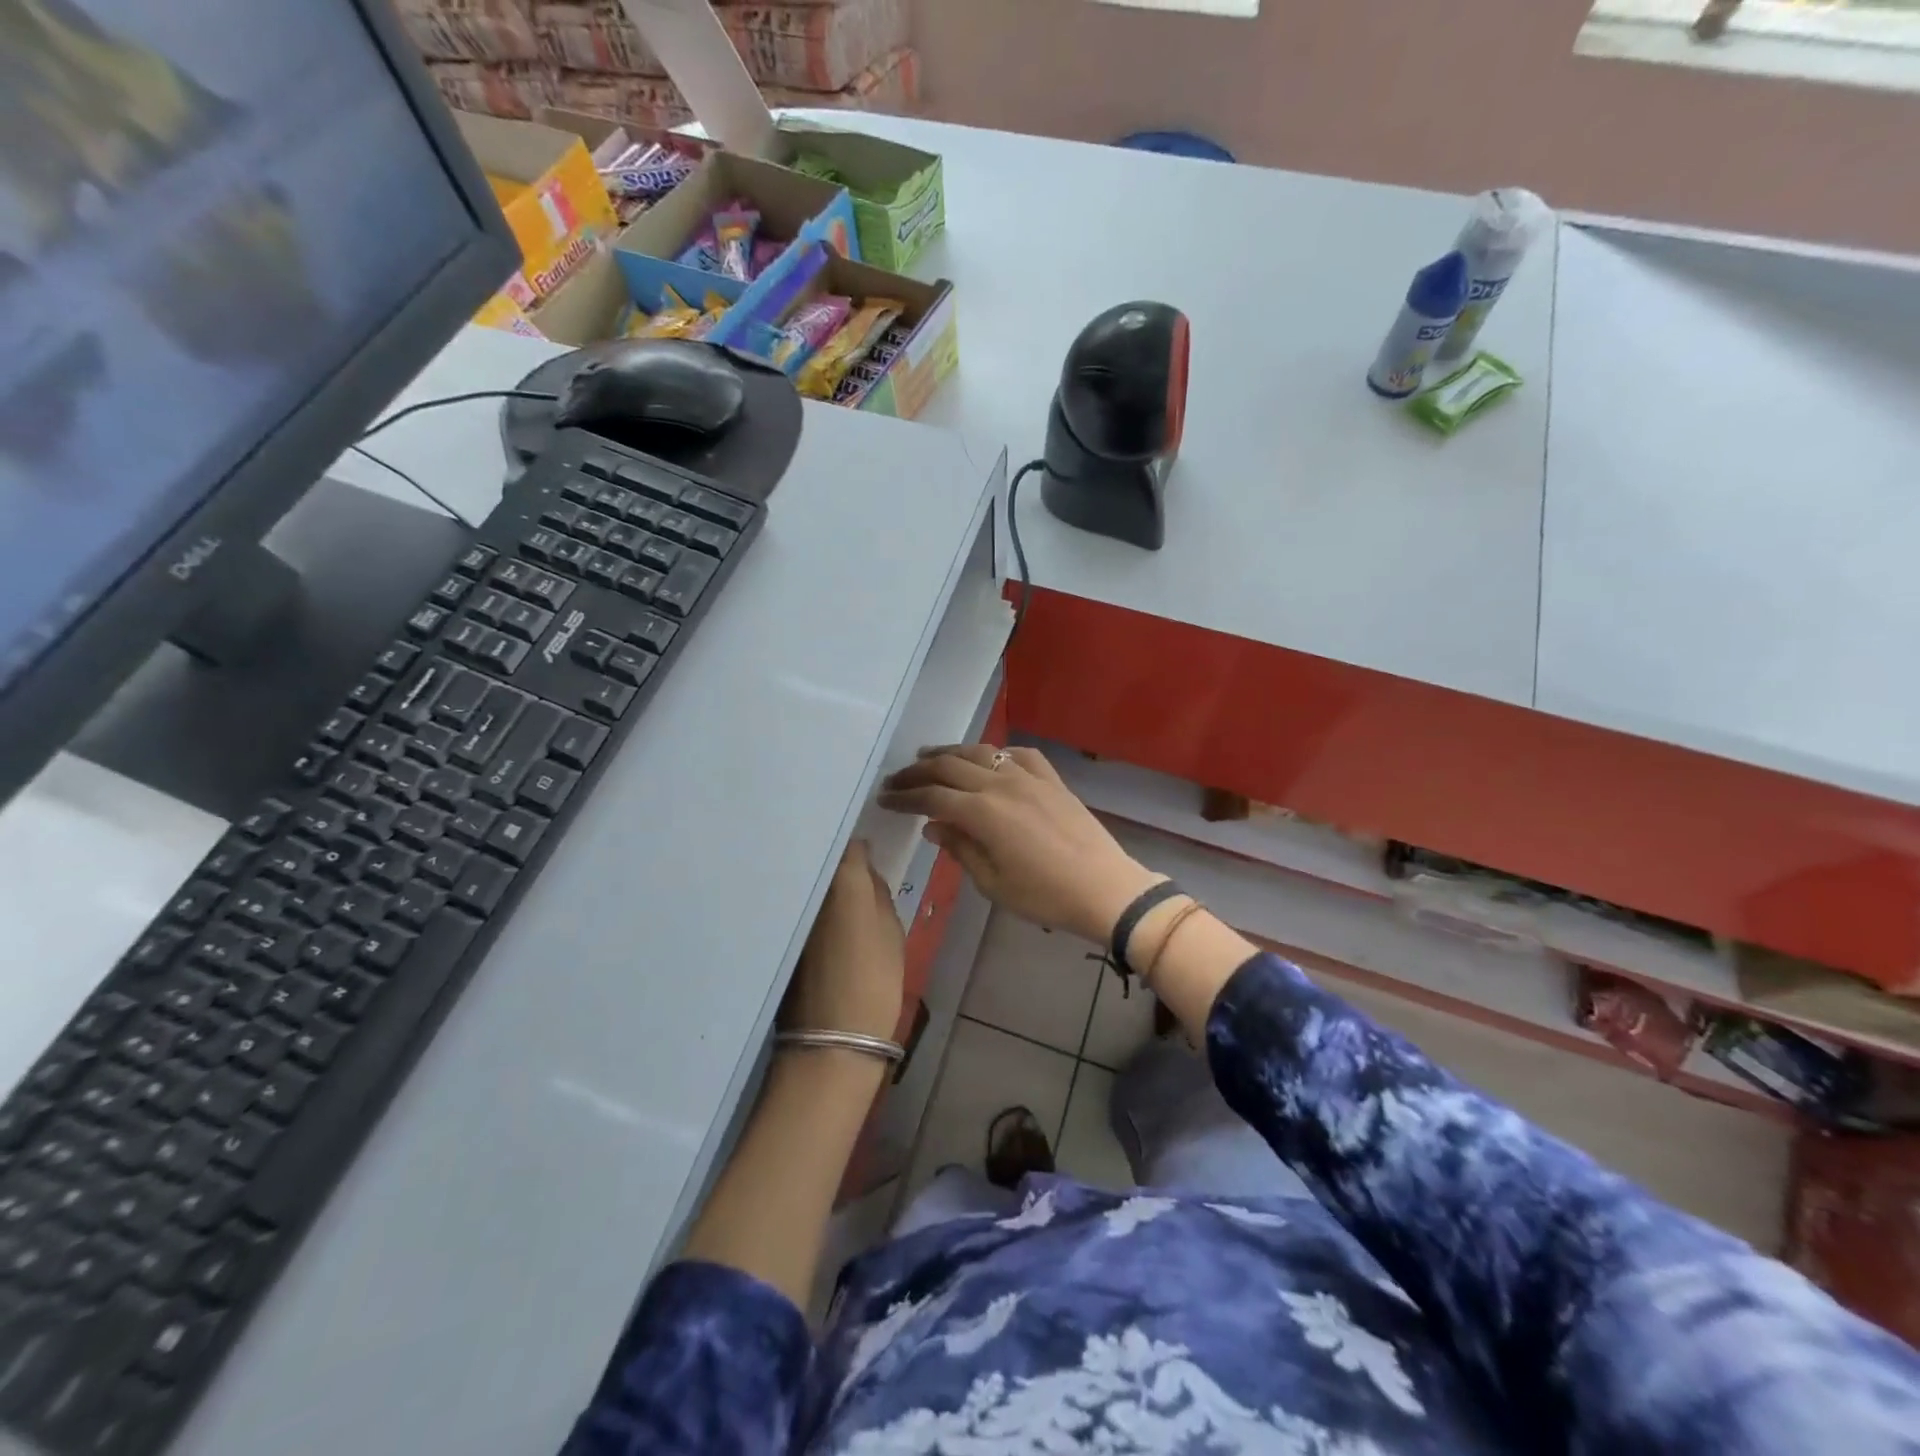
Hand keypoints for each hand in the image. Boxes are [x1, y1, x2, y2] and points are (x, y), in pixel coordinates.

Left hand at [782, 840, 905, 1040]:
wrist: (832, 1040)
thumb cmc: (875, 980)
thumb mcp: (891, 930)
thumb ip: (876, 891)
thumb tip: (864, 868)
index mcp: (842, 879)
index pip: (849, 844)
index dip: (857, 847)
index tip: (865, 855)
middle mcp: (807, 887)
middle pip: (820, 861)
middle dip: (832, 861)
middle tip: (850, 872)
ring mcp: (786, 910)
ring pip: (803, 883)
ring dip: (814, 883)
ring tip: (832, 894)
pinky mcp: (774, 935)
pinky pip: (791, 907)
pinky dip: (802, 907)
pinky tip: (814, 920)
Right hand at [878, 744, 1161, 944]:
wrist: (1104, 888)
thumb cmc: (1044, 895)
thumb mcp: (992, 882)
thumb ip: (960, 848)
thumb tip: (933, 825)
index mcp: (982, 812)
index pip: (932, 796)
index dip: (905, 797)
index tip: (885, 799)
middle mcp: (1001, 784)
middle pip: (949, 766)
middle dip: (918, 771)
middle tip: (897, 779)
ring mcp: (1029, 777)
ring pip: (981, 752)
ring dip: (950, 753)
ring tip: (929, 757)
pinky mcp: (1052, 779)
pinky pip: (1018, 755)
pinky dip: (996, 753)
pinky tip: (989, 760)